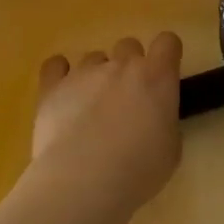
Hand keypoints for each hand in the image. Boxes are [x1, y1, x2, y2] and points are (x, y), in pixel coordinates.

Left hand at [29, 33, 182, 214]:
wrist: (83, 182)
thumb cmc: (138, 169)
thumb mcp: (171, 147)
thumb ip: (164, 121)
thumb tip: (153, 119)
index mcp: (157, 76)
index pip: (168, 42)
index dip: (167, 54)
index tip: (164, 74)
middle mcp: (122, 65)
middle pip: (129, 45)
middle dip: (130, 66)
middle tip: (127, 98)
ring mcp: (85, 73)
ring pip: (94, 57)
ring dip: (97, 75)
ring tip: (91, 107)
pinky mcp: (52, 88)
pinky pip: (55, 65)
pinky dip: (60, 73)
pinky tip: (63, 92)